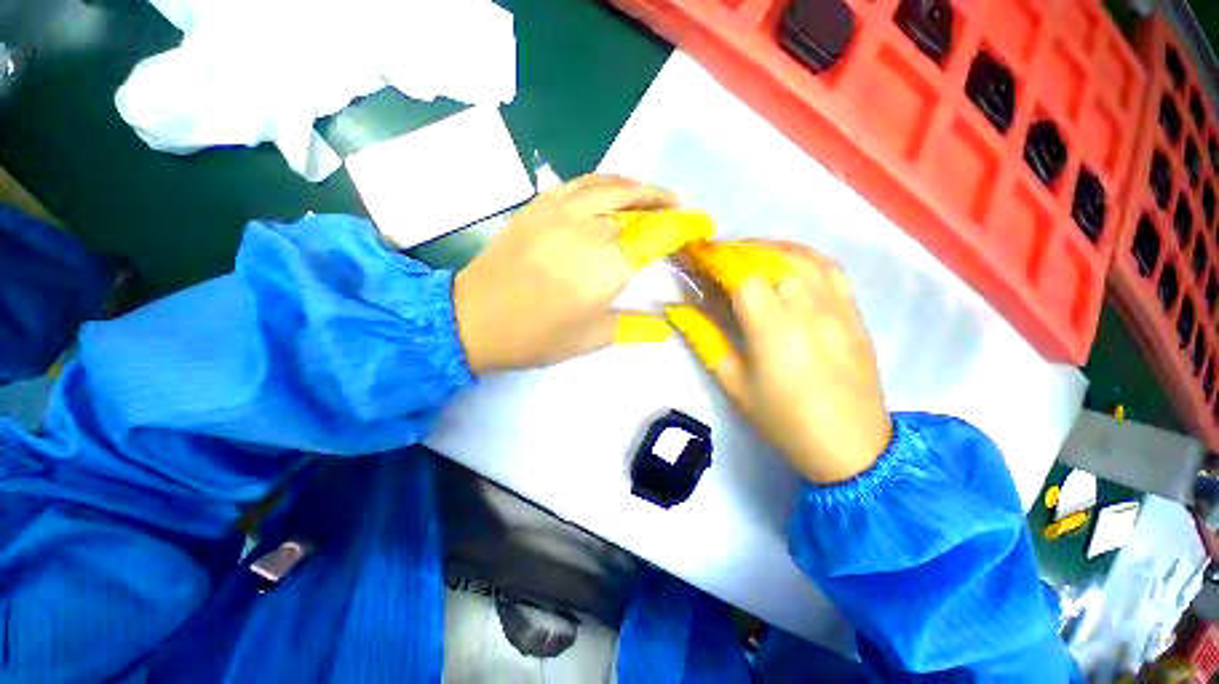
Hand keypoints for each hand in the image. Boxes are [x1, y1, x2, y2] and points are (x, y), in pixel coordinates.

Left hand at [453, 174, 713, 373]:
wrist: (473, 318)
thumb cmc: (535, 336)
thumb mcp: (591, 339)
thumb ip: (635, 327)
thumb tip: (667, 327)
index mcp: (605, 268)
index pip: (658, 235)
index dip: (685, 227)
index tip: (703, 226)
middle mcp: (587, 230)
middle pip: (639, 206)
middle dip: (667, 206)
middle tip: (683, 213)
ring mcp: (560, 212)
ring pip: (612, 185)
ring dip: (641, 187)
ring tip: (657, 196)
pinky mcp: (539, 205)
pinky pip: (581, 182)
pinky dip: (607, 181)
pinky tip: (615, 190)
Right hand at [666, 241, 891, 483]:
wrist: (851, 445)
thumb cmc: (783, 419)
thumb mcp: (733, 384)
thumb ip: (704, 339)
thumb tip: (677, 310)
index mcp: (775, 329)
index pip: (742, 275)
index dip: (715, 259)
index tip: (694, 254)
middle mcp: (809, 308)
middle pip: (770, 257)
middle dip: (735, 250)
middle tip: (712, 255)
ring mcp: (838, 306)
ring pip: (801, 255)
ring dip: (767, 247)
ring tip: (743, 253)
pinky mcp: (855, 311)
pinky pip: (829, 267)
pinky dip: (801, 254)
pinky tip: (785, 260)